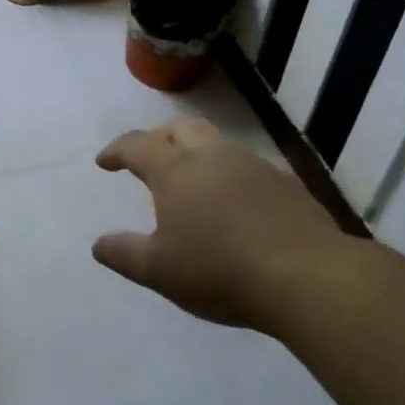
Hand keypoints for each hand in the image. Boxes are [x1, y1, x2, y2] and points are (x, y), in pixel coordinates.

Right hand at [93, 118, 373, 333]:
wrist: (306, 275)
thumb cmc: (219, 269)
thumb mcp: (159, 270)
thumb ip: (124, 254)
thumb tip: (99, 244)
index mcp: (176, 170)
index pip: (137, 145)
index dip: (117, 150)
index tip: (104, 161)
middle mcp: (213, 156)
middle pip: (180, 128)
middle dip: (159, 138)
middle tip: (149, 159)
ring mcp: (253, 165)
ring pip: (217, 144)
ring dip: (198, 154)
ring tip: (192, 183)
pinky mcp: (285, 183)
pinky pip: (247, 168)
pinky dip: (230, 176)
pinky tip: (235, 205)